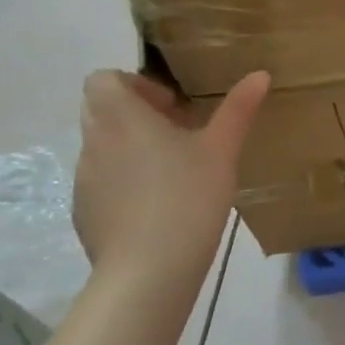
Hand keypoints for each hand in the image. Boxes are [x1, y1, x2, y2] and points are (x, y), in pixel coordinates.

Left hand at [72, 69, 269, 280]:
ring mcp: (84, 179)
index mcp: (122, 117)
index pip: (104, 79)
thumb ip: (239, 109)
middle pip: (100, 109)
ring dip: (131, 148)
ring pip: (102, 147)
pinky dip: (124, 182)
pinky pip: (101, 182)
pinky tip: (158, 207)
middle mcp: (94, 141)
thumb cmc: (189, 197)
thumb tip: (260, 74)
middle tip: (177, 134)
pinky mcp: (84, 212)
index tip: (172, 108)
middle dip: (136, 114)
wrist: (149, 270)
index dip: (136, 85)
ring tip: (172, 172)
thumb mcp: (223, 150)